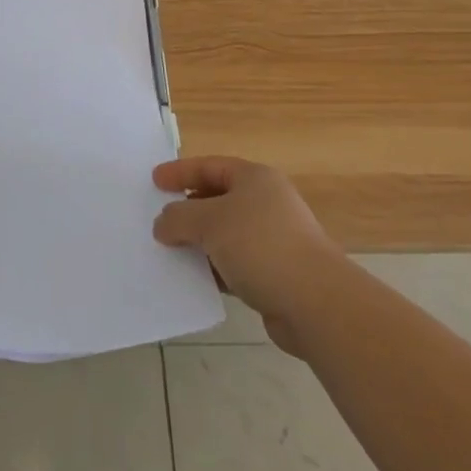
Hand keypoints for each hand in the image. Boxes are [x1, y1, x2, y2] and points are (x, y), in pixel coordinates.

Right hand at [153, 157, 340, 353]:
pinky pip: (235, 265)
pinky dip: (215, 269)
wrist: (316, 304)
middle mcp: (266, 203)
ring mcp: (273, 240)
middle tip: (159, 218)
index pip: (210, 166)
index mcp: (255, 178)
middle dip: (188, 210)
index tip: (154, 182)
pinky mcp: (275, 275)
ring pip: (225, 235)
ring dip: (199, 243)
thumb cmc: (260, 245)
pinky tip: (195, 280)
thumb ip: (179, 217)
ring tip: (170, 251)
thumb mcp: (209, 222)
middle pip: (218, 199)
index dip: (180, 172)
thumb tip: (162, 223)